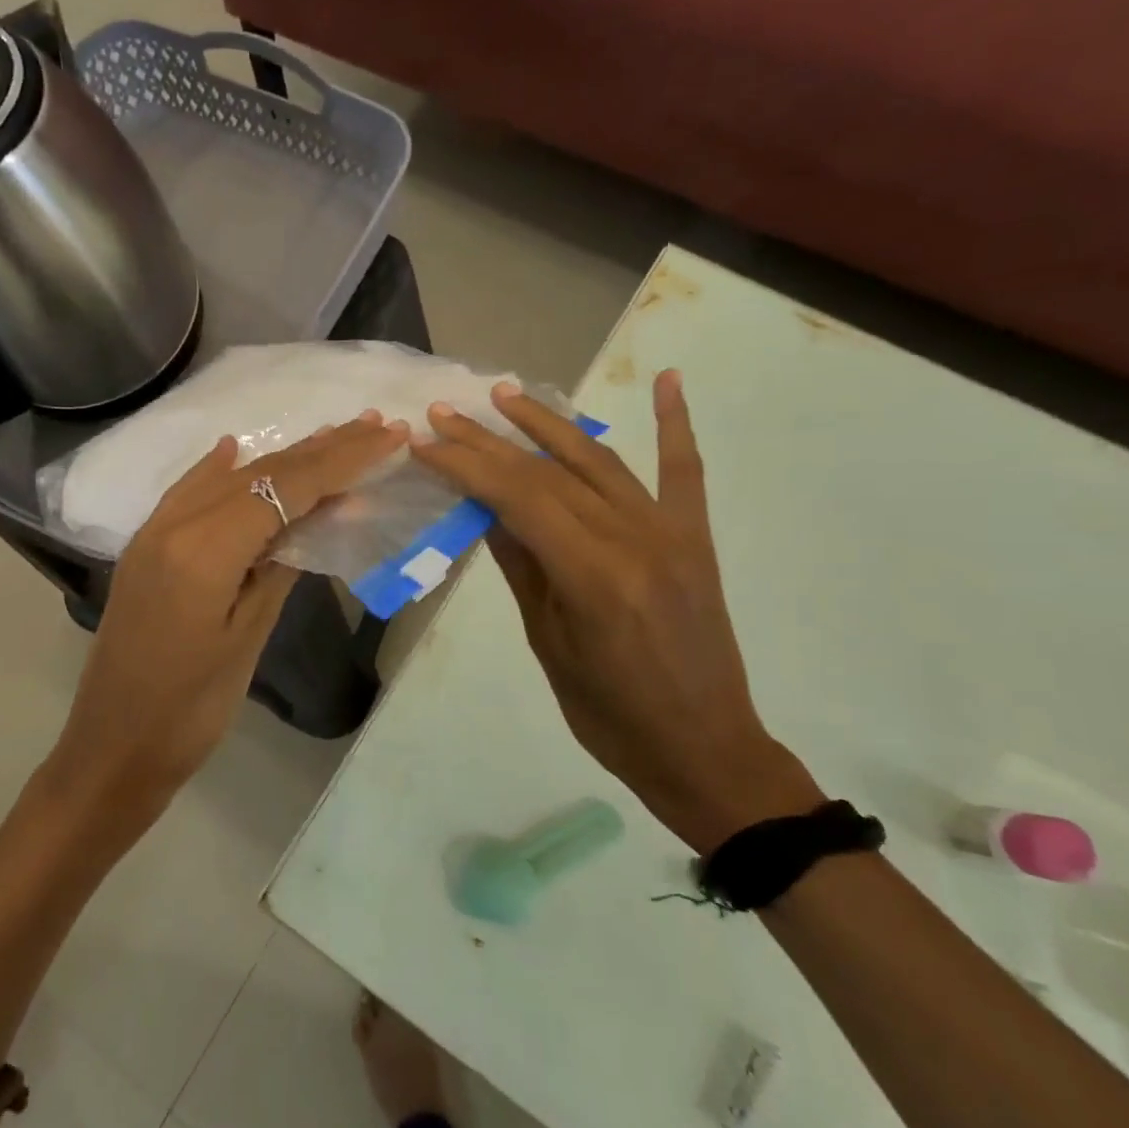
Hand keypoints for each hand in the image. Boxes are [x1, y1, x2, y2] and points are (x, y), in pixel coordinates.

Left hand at [46, 413, 407, 822]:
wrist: (112, 748)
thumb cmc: (191, 709)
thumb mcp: (249, 636)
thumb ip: (284, 563)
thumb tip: (326, 510)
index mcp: (205, 549)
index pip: (286, 487)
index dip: (342, 460)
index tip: (388, 436)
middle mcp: (175, 524)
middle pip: (260, 473)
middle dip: (322, 449)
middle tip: (373, 425)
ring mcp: (154, 532)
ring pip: (228, 478)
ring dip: (281, 457)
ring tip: (331, 436)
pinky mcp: (146, 547)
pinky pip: (189, 493)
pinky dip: (220, 470)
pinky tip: (235, 448)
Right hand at [410, 373, 820, 854]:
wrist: (702, 748)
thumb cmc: (609, 714)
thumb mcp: (548, 642)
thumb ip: (521, 565)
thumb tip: (484, 507)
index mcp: (591, 573)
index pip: (516, 496)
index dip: (465, 464)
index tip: (425, 442)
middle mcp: (632, 537)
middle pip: (548, 471)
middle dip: (490, 439)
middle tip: (446, 413)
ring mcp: (669, 532)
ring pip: (599, 459)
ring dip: (549, 422)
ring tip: (507, 394)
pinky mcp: (695, 537)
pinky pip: (684, 472)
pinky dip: (676, 423)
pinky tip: (668, 379)